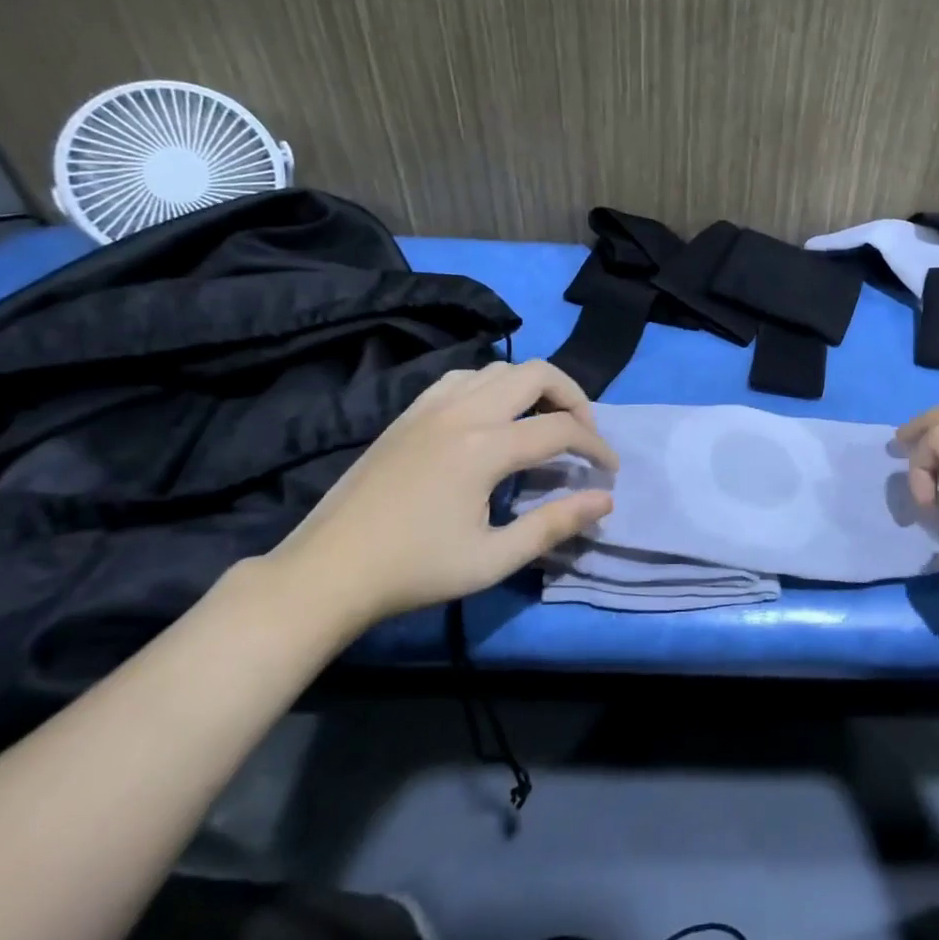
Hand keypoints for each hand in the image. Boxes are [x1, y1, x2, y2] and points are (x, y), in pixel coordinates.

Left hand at [268, 360, 616, 635]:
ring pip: (501, 369)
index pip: (561, 428)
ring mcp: (433, 406)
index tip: (609, 472)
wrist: (329, 570)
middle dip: (574, 398)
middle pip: (538, 374)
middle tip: (584, 435)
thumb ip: (554, 524)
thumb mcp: (493, 558)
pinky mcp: (410, 412)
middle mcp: (463, 411)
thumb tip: (604, 499)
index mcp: (485, 447)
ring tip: (544, 422)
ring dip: (535, 387)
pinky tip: (494, 417)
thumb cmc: (415, 570)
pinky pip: (465, 377)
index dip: (596, 446)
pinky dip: (494, 386)